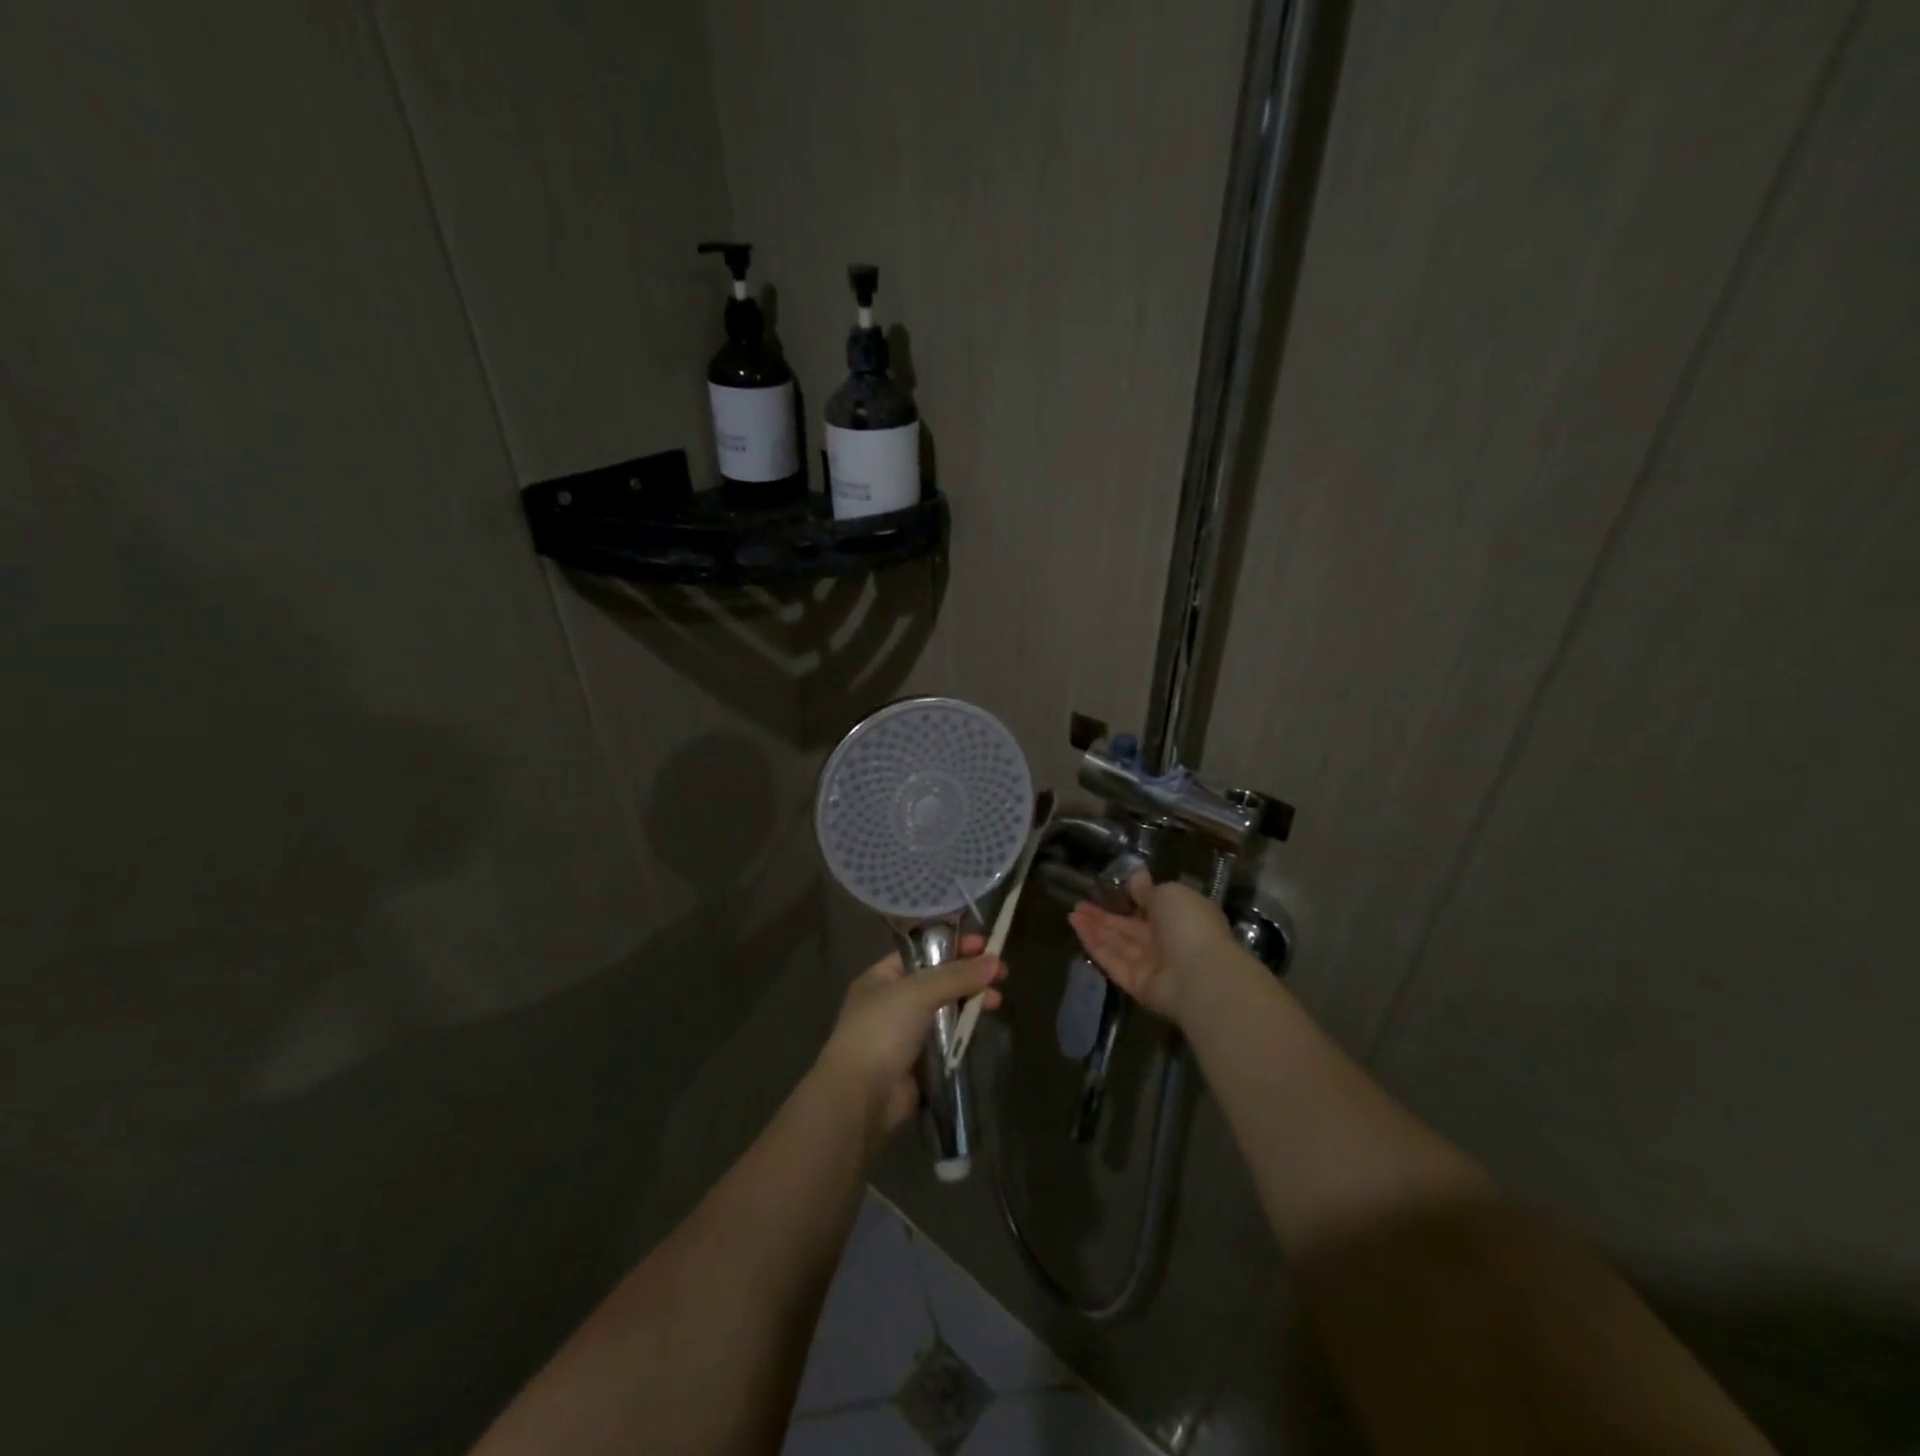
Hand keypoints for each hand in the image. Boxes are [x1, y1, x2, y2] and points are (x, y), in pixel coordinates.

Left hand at [816, 934, 1004, 1137]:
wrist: (862, 1096)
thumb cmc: (882, 1030)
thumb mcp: (918, 992)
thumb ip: (956, 975)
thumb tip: (993, 961)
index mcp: (882, 977)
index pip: (922, 952)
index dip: (953, 946)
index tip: (986, 945)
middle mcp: (892, 1001)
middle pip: (938, 980)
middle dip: (969, 975)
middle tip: (1002, 974)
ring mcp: (905, 1033)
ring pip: (945, 1010)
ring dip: (970, 1003)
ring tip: (997, 1002)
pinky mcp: (919, 1062)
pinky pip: (947, 1039)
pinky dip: (963, 1032)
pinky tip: (982, 1026)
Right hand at [1068, 869, 1237, 1024]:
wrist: (1201, 976)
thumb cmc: (1189, 924)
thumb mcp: (1168, 894)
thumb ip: (1147, 889)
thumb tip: (1137, 876)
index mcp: (1181, 917)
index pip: (1151, 908)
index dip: (1128, 900)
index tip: (1105, 890)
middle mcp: (1167, 942)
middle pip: (1130, 928)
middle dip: (1105, 915)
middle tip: (1079, 903)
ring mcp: (1151, 965)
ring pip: (1118, 944)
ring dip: (1095, 928)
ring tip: (1072, 913)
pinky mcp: (1136, 984)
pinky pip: (1113, 961)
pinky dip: (1095, 945)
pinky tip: (1077, 928)